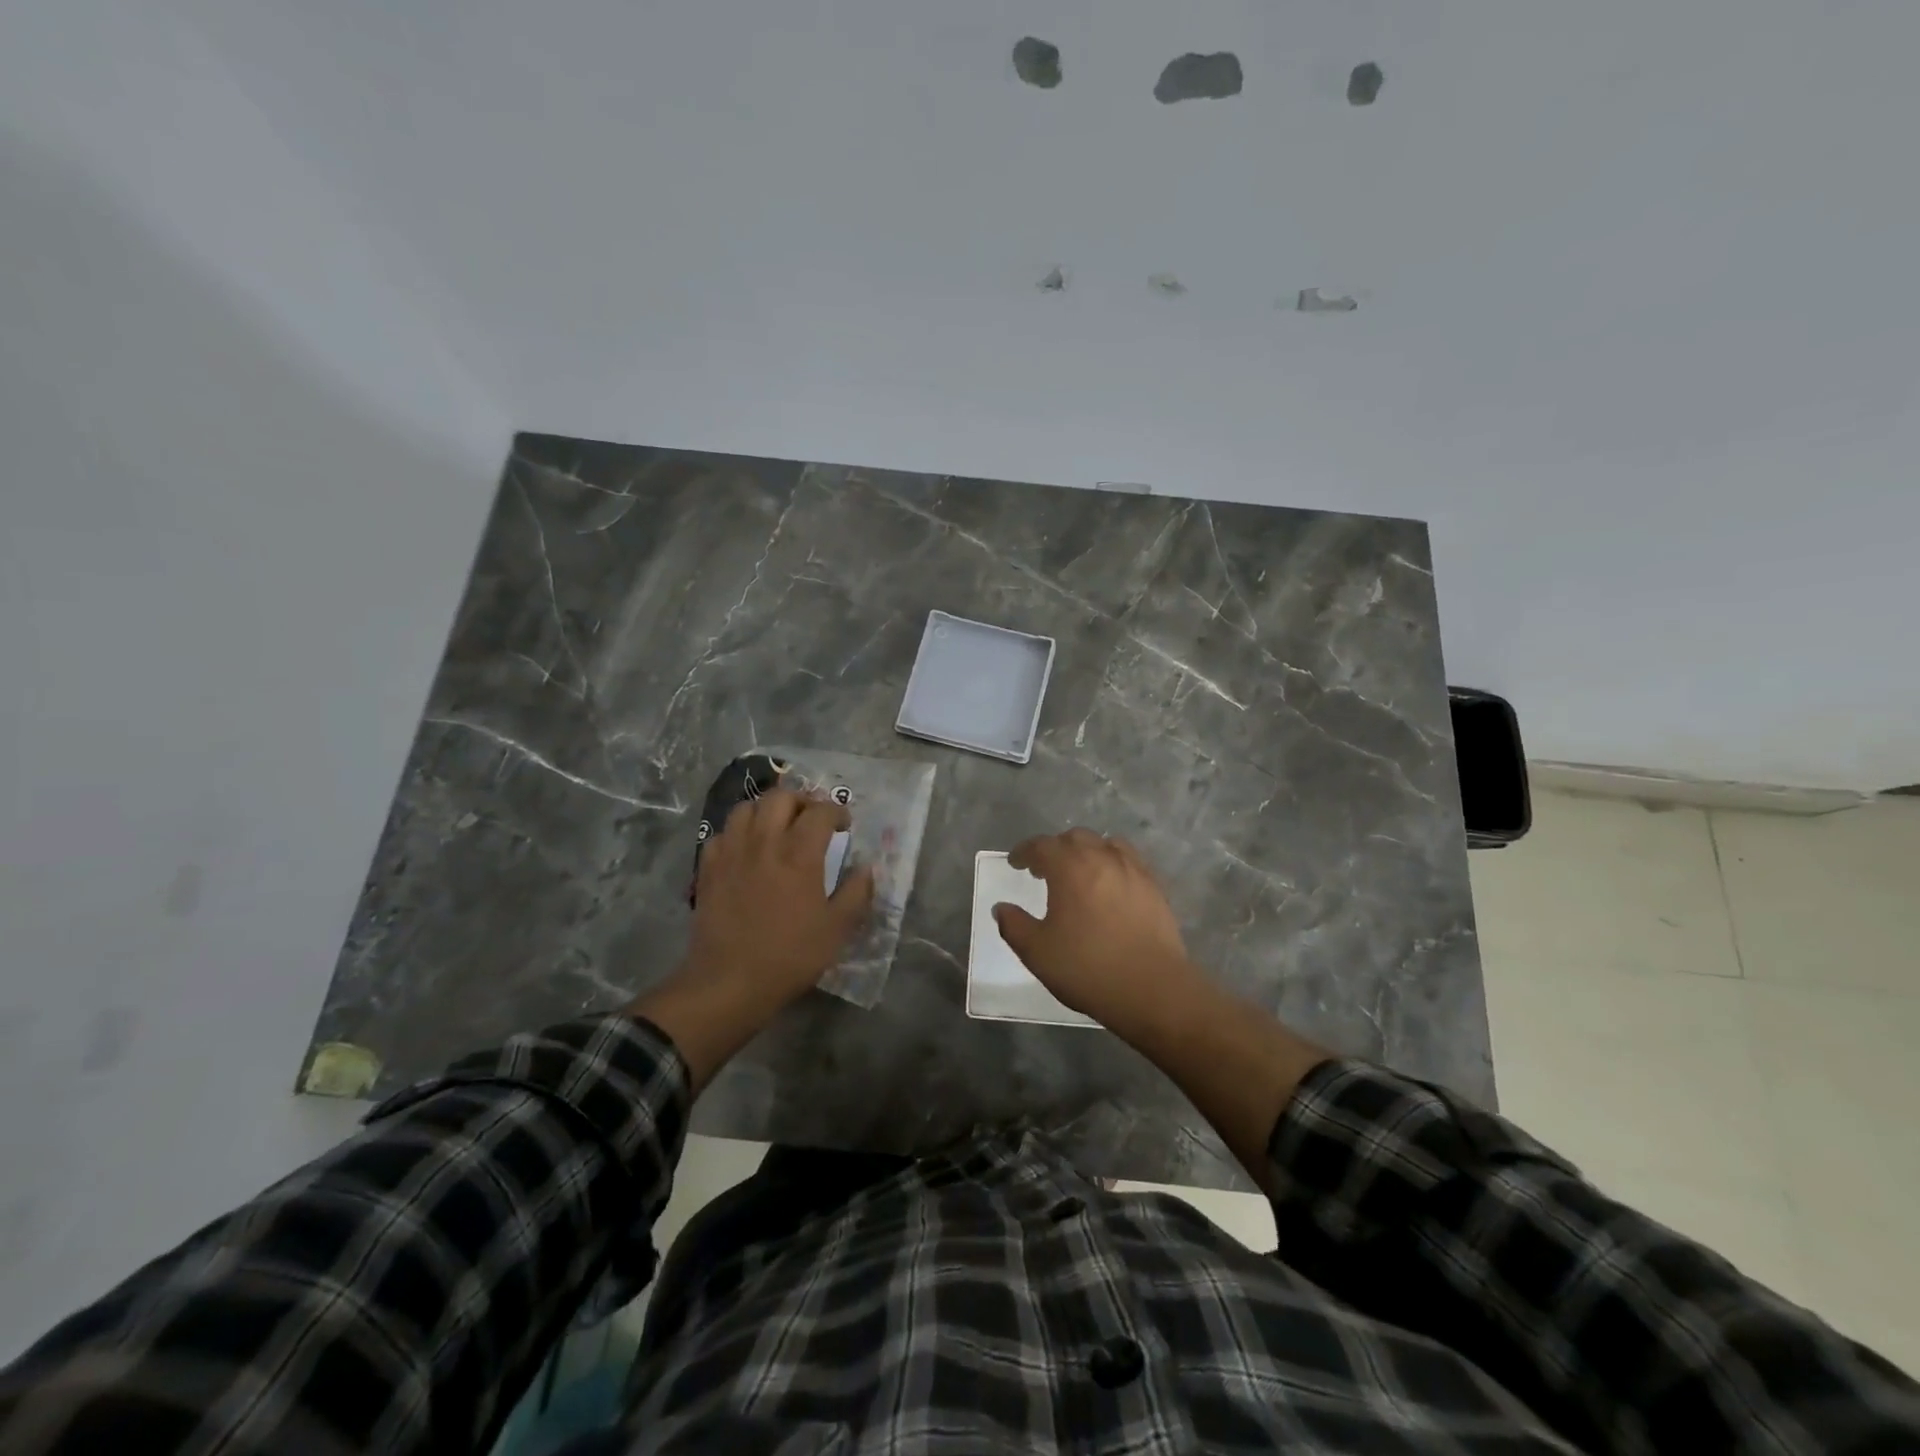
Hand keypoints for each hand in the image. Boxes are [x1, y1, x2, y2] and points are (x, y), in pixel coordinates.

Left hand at [685, 786, 875, 1007]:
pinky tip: (745, 850)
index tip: (845, 824)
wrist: (730, 982)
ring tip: (777, 827)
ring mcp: (732, 852)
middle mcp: (764, 842)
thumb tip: (866, 867)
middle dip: (802, 801)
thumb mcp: (837, 929)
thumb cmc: (790, 955)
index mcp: (800, 854)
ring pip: (746, 808)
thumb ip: (856, 892)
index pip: (821, 811)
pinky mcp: (708, 868)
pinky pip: (721, 834)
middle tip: (812, 819)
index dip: (837, 811)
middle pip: (781, 797)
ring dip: (766, 810)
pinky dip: (737, 833)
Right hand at [992, 829, 1204, 1039]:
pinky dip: (1112, 862)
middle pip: (1074, 838)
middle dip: (1055, 849)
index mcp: (1069, 867)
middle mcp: (1101, 857)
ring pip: (1104, 844)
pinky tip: (1110, 884)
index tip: (1015, 863)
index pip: (1041, 846)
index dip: (1024, 852)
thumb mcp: (1037, 952)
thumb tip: (1001, 908)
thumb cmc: (1087, 968)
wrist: (1152, 988)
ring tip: (1079, 872)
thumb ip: (1014, 925)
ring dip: (1086, 852)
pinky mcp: (1154, 886)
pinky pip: (1128, 860)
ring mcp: (1132, 869)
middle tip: (1044, 869)